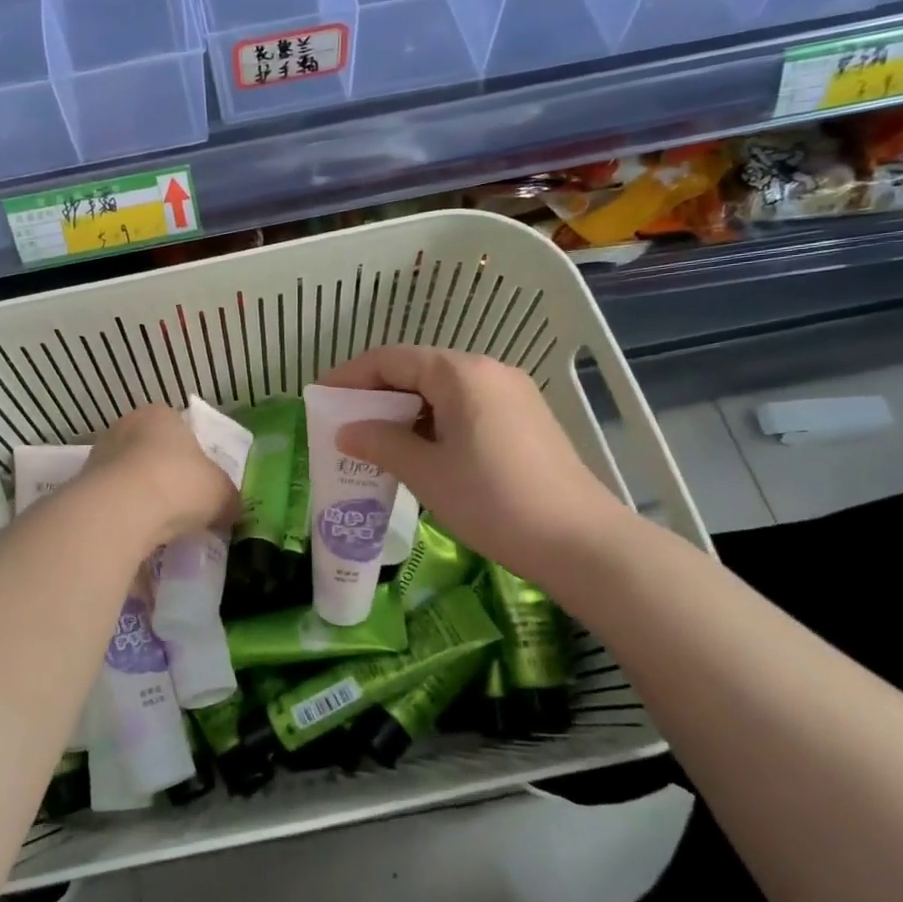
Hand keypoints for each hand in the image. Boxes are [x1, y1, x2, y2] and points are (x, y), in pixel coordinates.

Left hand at [82, 404, 237, 553]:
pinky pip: (112, 501)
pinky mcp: (82, 486)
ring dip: (142, 498)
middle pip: (151, 452)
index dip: (193, 457)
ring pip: (129, 477)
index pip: (180, 429)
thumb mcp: (221, 492)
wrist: (121, 510)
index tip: (200, 485)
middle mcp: (126, 426)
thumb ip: (227, 497)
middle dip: (165, 477)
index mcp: (161, 414)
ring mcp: (99, 454)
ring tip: (160, 527)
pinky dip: (124, 515)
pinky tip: (137, 535)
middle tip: (182, 507)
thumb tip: (231, 510)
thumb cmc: (179, 483)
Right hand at [319, 346, 636, 583]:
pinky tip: (421, 453)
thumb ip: (381, 443)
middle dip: (376, 395)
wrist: (580, 542)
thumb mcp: (426, 472)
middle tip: (345, 425)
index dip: (350, 376)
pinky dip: (434, 422)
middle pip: (417, 370)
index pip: (391, 359)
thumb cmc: (493, 500)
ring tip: (377, 443)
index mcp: (461, 373)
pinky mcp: (525, 419)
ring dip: (405, 411)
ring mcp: (512, 394)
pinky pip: (466, 408)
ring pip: (442, 391)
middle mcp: (488, 371)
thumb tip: (346, 431)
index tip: (322, 400)